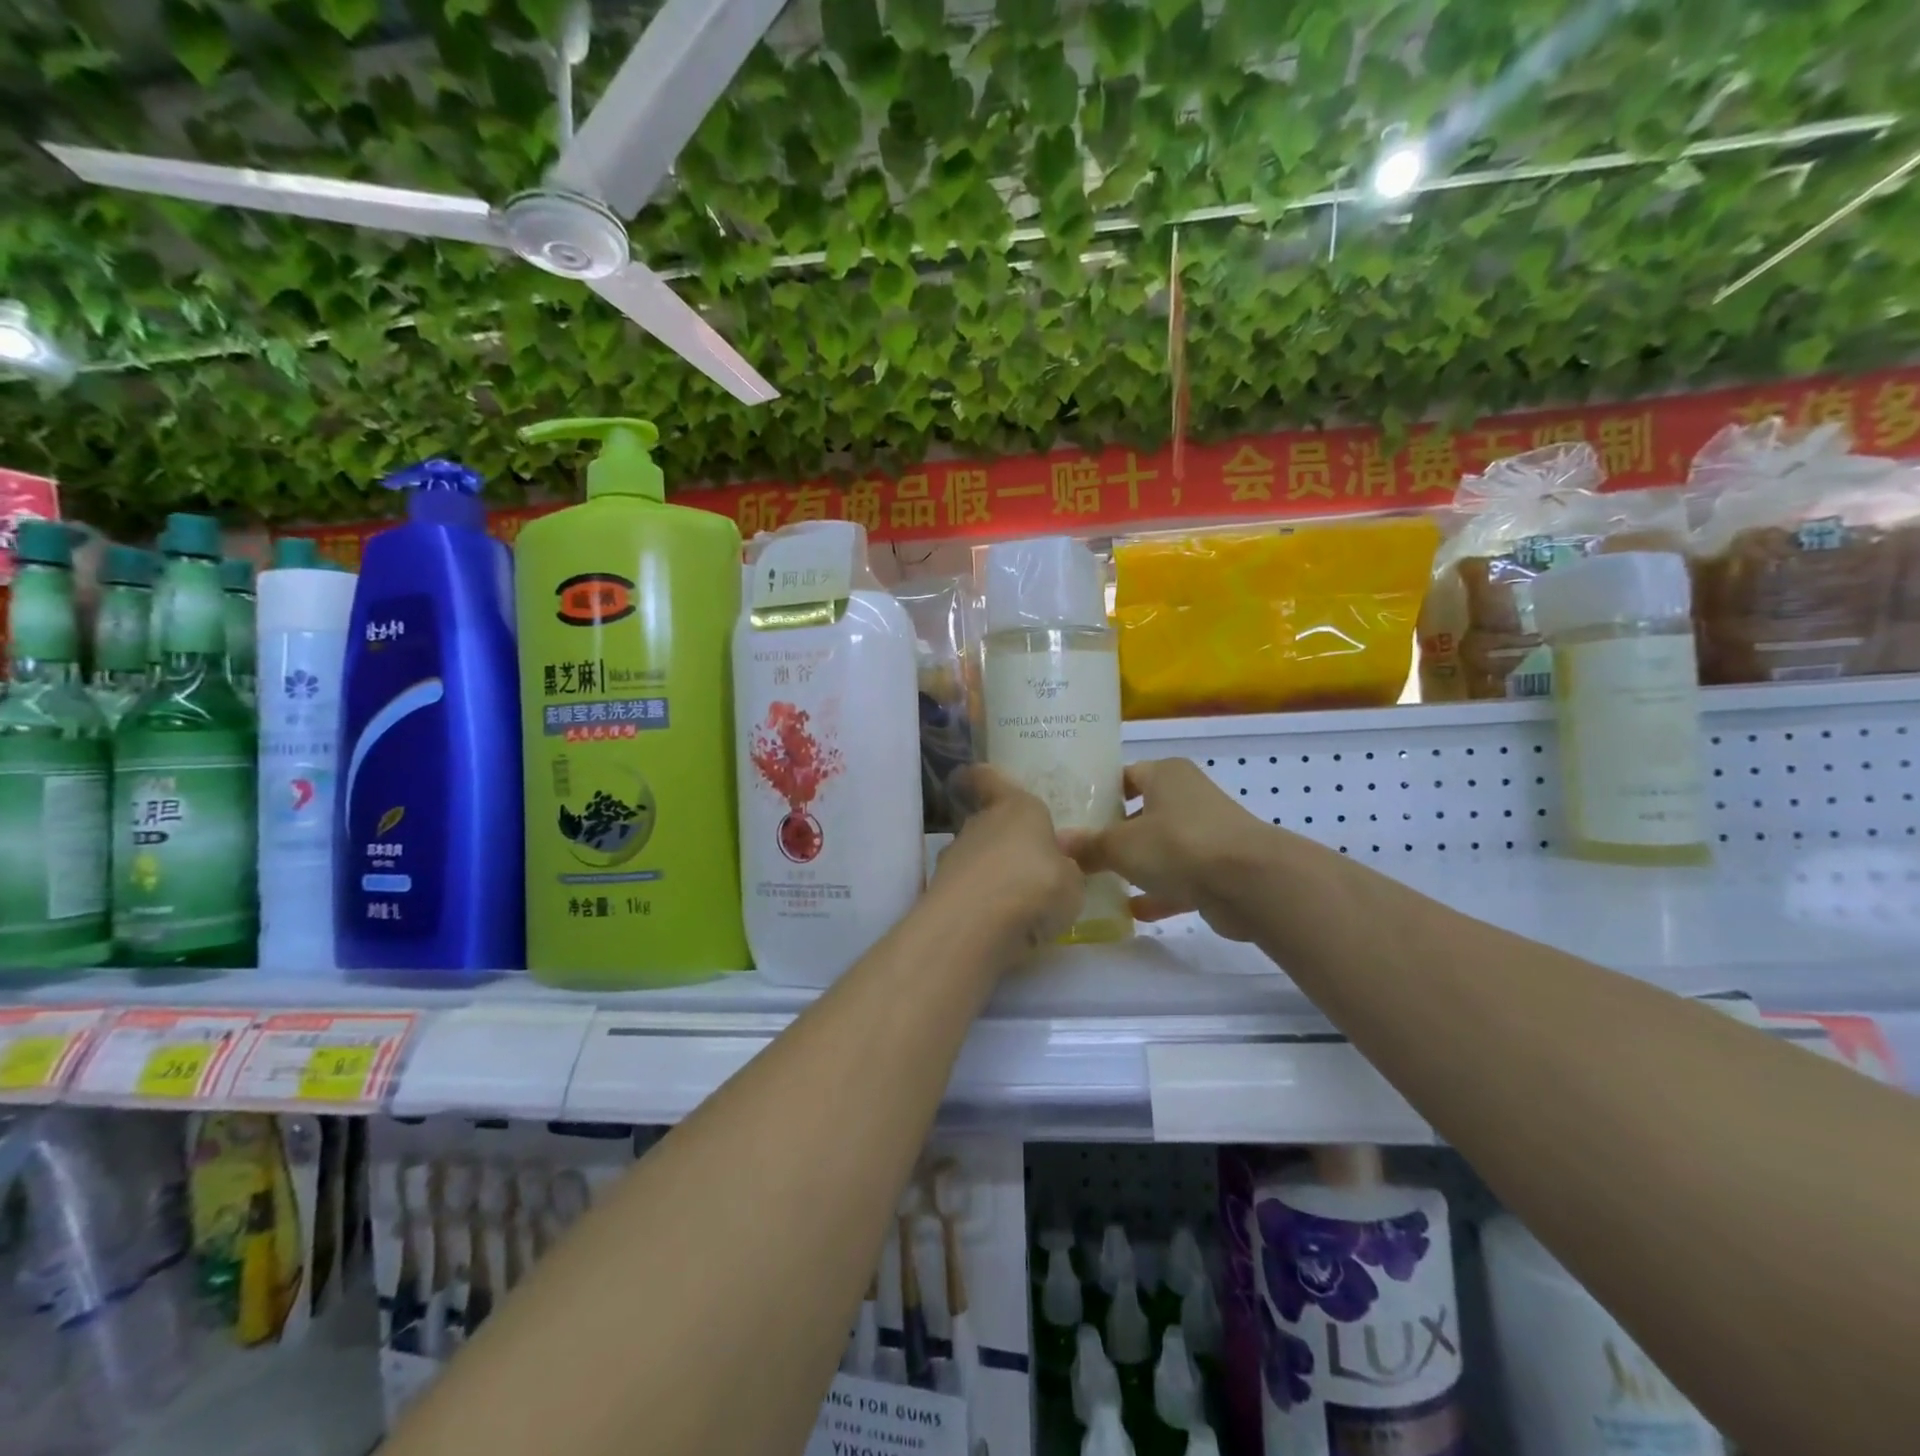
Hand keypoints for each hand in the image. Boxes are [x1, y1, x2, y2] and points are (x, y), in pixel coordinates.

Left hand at [931, 766, 1084, 956]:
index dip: (983, 779)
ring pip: (975, 857)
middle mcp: (980, 824)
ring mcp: (954, 856)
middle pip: (987, 823)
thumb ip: (1065, 869)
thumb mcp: (1072, 882)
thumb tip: (1058, 863)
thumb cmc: (1035, 886)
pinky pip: (966, 890)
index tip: (975, 780)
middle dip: (1003, 841)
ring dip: (991, 874)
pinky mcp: (939, 890)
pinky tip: (998, 924)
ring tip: (1017, 904)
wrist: (975, 925)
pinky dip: (979, 902)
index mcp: (1016, 807)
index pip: (988, 778)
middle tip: (1028, 865)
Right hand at [1066, 758, 1269, 941]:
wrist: (1249, 882)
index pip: (1125, 776)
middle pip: (1142, 812)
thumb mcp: (1121, 845)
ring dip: (1137, 865)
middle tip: (1080, 851)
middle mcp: (1188, 796)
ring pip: (1162, 847)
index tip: (1072, 814)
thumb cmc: (1178, 844)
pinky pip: (1180, 877)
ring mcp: (1207, 833)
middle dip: (1114, 834)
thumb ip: (1089, 845)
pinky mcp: (1219, 869)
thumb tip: (1057, 843)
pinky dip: (1159, 892)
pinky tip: (1132, 910)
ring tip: (1100, 882)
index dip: (1098, 794)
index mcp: (1165, 774)